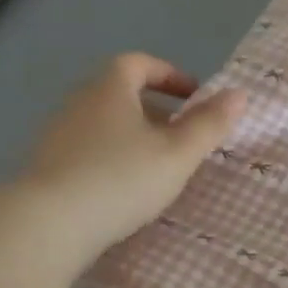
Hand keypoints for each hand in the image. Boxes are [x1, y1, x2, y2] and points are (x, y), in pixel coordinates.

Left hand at [17, 53, 244, 257]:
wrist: (49, 224)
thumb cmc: (122, 178)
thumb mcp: (178, 153)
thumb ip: (210, 124)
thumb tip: (239, 94)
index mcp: (110, 89)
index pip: (138, 64)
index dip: (169, 74)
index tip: (194, 96)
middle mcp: (79, 103)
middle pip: (120, 93)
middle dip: (155, 109)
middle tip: (183, 134)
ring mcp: (58, 135)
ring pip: (104, 123)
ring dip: (134, 135)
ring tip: (159, 165)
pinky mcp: (48, 166)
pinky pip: (89, 149)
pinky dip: (113, 157)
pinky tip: (126, 188)